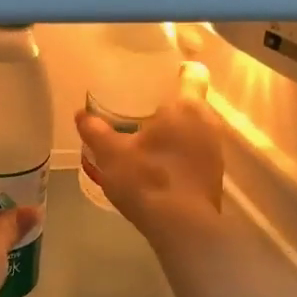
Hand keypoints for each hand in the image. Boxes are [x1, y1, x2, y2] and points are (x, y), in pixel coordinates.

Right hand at [76, 69, 225, 236]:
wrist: (182, 228)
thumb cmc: (148, 179)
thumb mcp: (111, 154)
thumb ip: (95, 130)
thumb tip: (81, 114)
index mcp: (186, 108)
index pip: (192, 74)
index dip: (177, 69)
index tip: (158, 72)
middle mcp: (208, 123)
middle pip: (191, 102)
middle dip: (168, 103)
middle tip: (138, 106)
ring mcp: (215, 151)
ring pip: (193, 128)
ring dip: (173, 130)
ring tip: (144, 135)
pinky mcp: (213, 175)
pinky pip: (195, 151)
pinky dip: (178, 151)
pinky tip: (156, 162)